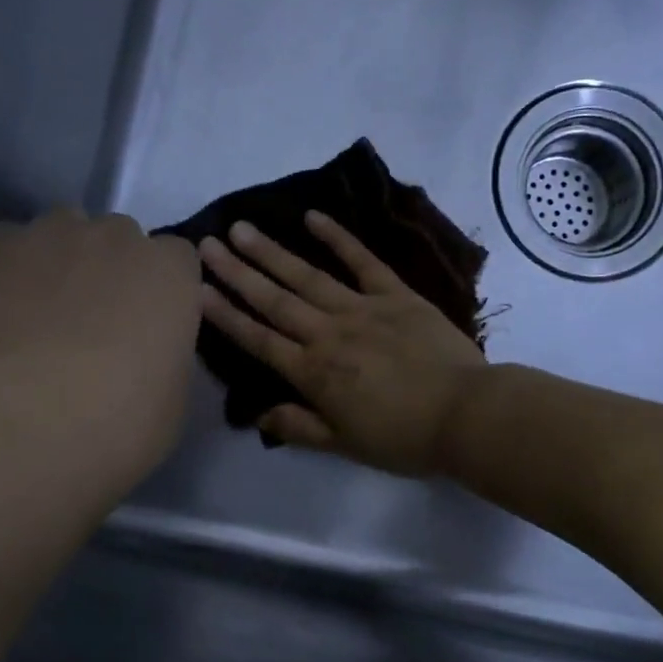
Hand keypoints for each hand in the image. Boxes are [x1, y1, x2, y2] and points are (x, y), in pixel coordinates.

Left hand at [0, 210, 201, 480]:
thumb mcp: (172, 392)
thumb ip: (162, 348)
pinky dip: (4, 274)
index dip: (158, 288)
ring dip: (57, 264)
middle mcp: (116, 237)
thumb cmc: (123, 422)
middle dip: (109, 270)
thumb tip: (140, 347)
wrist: (29, 427)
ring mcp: (50, 234)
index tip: (145, 322)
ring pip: (59, 234)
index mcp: (171, 272)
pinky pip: (4, 247)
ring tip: (37, 317)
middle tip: (91, 323)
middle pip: (117, 238)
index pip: (175, 258)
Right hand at [197, 212, 486, 477]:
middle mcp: (329, 333)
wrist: (465, 414)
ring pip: (307, 276)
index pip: (259, 339)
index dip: (226, 315)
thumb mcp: (344, 444)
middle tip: (208, 244)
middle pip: (274, 300)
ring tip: (242, 228)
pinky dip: (339, 238)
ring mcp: (362, 308)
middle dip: (238, 273)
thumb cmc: (403, 437)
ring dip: (272, 252)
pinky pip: (363, 261)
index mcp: (314, 373)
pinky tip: (313, 217)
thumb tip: (259, 413)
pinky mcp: (396, 295)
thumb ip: (299, 426)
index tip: (196, 289)